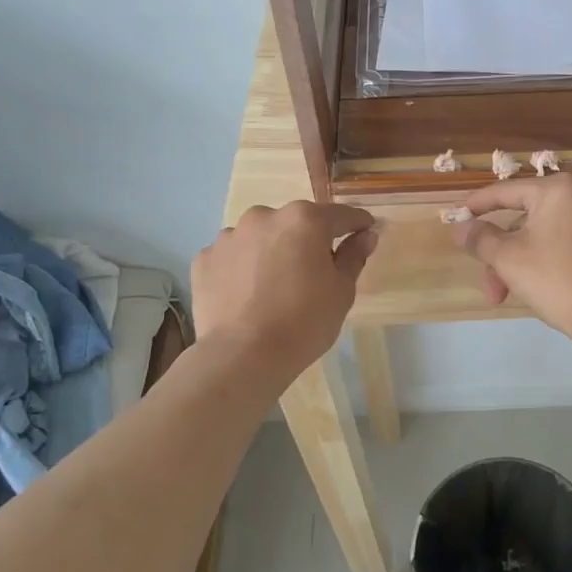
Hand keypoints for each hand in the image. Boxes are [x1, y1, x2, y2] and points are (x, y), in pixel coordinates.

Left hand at [192, 202, 378, 381]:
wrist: (243, 355)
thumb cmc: (304, 322)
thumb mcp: (342, 291)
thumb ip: (354, 256)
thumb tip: (366, 235)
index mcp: (304, 220)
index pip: (340, 215)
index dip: (357, 224)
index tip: (366, 232)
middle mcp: (264, 216)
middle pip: (296, 223)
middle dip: (308, 240)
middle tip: (314, 272)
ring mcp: (230, 236)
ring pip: (261, 237)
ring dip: (271, 251)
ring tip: (274, 286)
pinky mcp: (205, 259)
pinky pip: (233, 257)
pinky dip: (242, 268)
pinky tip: (247, 295)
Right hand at [451, 174, 571, 342]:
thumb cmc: (556, 278)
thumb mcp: (508, 258)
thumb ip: (480, 238)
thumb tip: (462, 228)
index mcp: (558, 189)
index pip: (505, 191)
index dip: (477, 206)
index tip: (457, 218)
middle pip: (524, 218)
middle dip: (500, 254)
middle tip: (489, 285)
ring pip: (542, 235)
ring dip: (518, 263)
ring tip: (506, 296)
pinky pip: (563, 244)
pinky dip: (542, 261)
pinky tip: (533, 288)